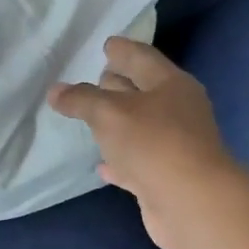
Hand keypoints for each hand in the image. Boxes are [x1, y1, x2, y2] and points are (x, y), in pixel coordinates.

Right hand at [47, 37, 248, 248]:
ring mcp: (174, 146)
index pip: (142, 57)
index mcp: (170, 85)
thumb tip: (56, 91)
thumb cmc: (153, 143)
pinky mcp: (166, 177)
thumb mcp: (108, 113)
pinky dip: (119, 160)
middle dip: (117, 85)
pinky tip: (101, 165)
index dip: (122, 50)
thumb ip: (80, 99)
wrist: (192, 203)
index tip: (105, 44)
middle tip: (91, 79)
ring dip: (116, 124)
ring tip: (89, 118)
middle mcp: (177, 111)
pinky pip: (136, 162)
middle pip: (142, 91)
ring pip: (139, 128)